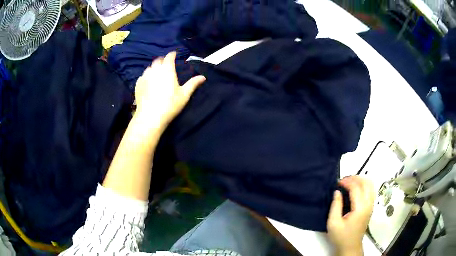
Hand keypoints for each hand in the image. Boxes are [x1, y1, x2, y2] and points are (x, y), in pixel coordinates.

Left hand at [134, 51, 205, 129]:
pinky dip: (146, 76)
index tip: (174, 54)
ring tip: (156, 72)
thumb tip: (203, 77)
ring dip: (154, 68)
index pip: (169, 57)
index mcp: (167, 70)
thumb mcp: (184, 95)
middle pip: (158, 60)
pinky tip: (148, 82)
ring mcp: (144, 77)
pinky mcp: (138, 84)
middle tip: (166, 63)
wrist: (150, 116)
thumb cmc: (170, 104)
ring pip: (149, 68)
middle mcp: (155, 70)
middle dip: (162, 60)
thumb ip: (193, 83)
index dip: (172, 54)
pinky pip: (142, 76)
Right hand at [327, 176, 374, 255]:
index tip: (337, 182)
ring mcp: (371, 205)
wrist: (350, 247)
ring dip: (361, 180)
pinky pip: (371, 190)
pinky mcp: (370, 207)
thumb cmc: (341, 236)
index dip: (347, 182)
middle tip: (344, 180)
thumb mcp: (333, 223)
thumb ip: (335, 205)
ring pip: (371, 185)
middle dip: (355, 178)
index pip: (356, 188)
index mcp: (360, 208)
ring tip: (350, 182)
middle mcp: (368, 204)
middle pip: (366, 183)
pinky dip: (364, 185)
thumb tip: (337, 191)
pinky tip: (356, 189)